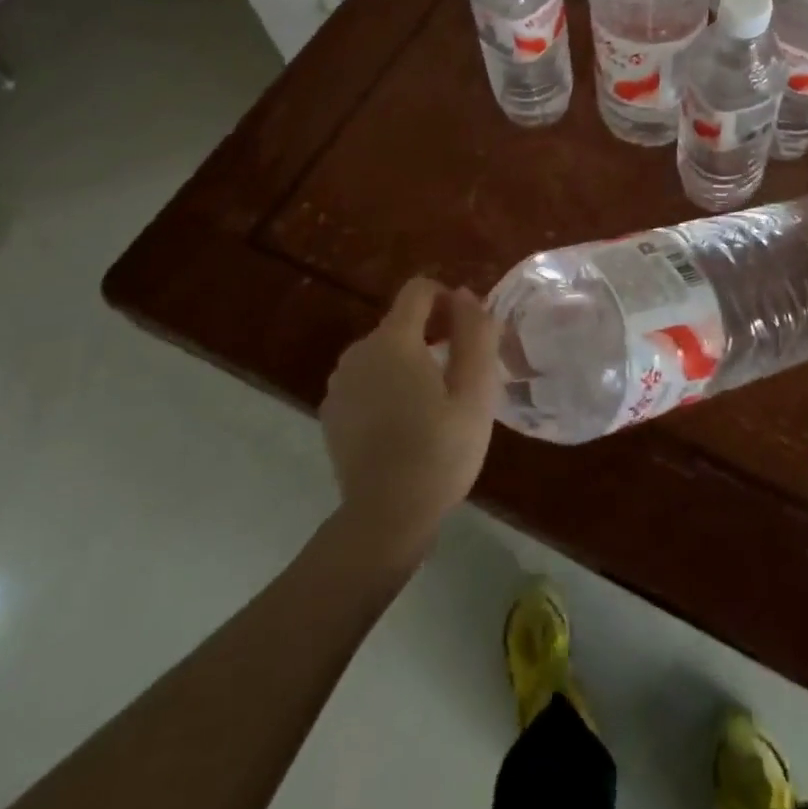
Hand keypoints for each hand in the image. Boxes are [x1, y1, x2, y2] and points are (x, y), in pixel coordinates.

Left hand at [321, 277, 499, 555]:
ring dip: (409, 361)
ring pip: (383, 352)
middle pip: (401, 322)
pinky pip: (366, 379)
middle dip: (432, 334)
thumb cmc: (440, 451)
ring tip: (434, 402)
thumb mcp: (475, 392)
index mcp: (394, 340)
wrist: (385, 518)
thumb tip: (464, 295)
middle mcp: (359, 351)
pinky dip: (386, 385)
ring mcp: (340, 382)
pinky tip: (404, 423)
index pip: (418, 290)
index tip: (467, 331)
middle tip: (460, 374)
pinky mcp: (332, 411)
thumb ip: (475, 334)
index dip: (447, 299)